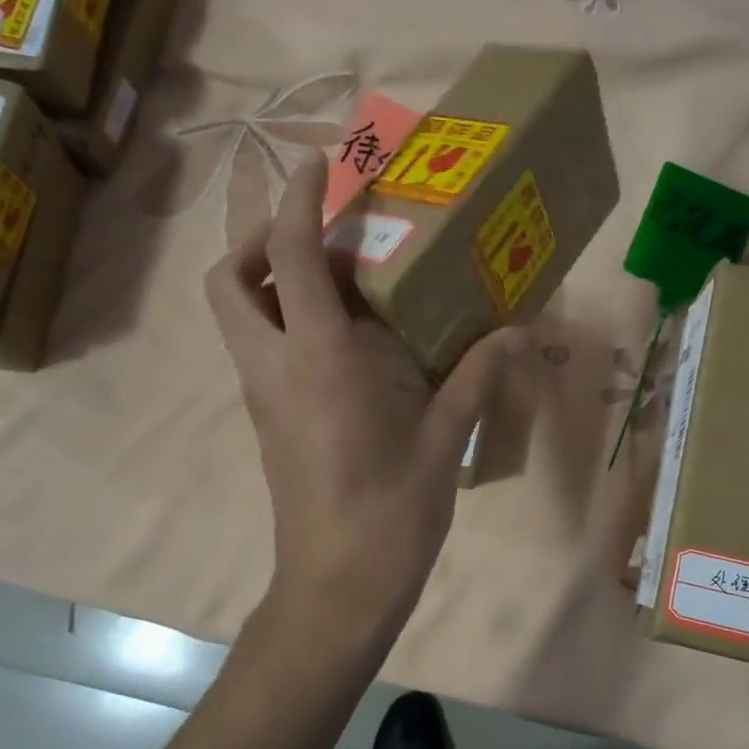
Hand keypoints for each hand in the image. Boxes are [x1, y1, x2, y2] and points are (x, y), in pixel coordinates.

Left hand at [205, 153, 525, 642]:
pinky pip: (258, 344)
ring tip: (336, 276)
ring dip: (267, 277)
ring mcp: (261, 393)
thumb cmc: (390, 514)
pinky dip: (283, 316)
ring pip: (234, 313)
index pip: (289, 255)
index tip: (319, 161)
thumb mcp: (442, 439)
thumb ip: (476, 375)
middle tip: (319, 235)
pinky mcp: (266, 416)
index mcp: (318, 360)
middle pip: (228, 278)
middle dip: (257, 238)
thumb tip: (520, 331)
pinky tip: (345, 334)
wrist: (335, 588)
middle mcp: (274, 366)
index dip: (298, 198)